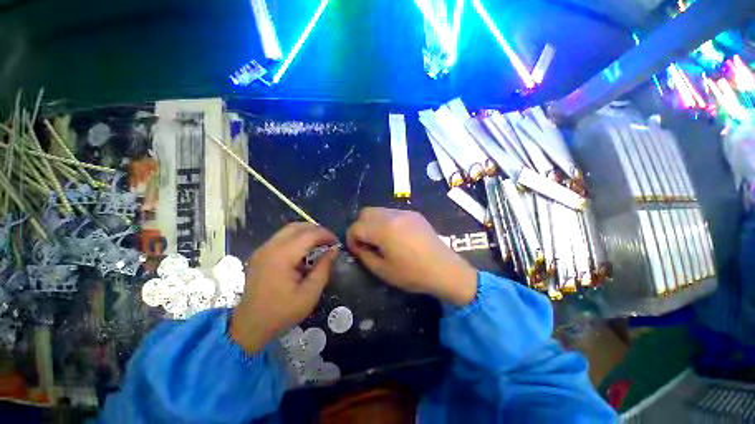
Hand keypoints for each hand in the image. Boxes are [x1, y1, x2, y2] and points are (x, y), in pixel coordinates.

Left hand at [230, 223, 337, 353]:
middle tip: (329, 241)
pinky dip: (296, 238)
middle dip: (316, 230)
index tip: (336, 242)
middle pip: (297, 227)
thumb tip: (334, 250)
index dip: (325, 235)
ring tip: (319, 243)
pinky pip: (281, 237)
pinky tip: (304, 250)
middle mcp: (270, 247)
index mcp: (282, 256)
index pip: (308, 234)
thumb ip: (324, 268)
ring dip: (306, 232)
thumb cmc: (282, 312)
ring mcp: (262, 249)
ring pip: (288, 230)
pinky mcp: (260, 254)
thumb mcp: (310, 293)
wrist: (250, 326)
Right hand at [347, 208, 477, 305]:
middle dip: (361, 227)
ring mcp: (405, 212)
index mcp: (384, 229)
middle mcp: (393, 215)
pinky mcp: (414, 214)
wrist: (445, 270)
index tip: (357, 251)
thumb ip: (364, 255)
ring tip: (381, 239)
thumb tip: (358, 246)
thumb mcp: (383, 271)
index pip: (356, 226)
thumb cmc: (413, 274)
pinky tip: (395, 235)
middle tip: (367, 243)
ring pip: (379, 210)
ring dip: (373, 223)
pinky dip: (386, 221)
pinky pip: (392, 212)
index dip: (351, 239)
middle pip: (365, 213)